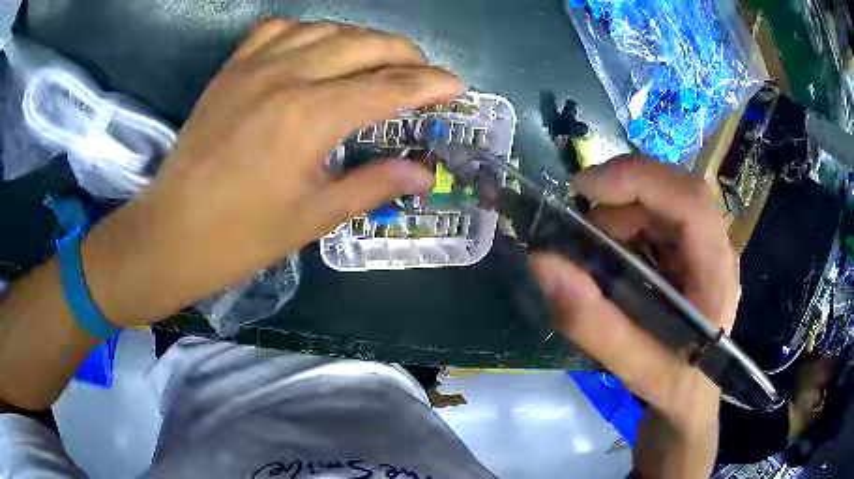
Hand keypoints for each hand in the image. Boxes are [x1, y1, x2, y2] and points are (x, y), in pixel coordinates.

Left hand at [80, 19, 462, 325]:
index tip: (456, 85)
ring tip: (378, 59)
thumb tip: (423, 173)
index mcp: (310, 117)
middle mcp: (286, 76)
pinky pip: (278, 29)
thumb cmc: (241, 237)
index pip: (390, 86)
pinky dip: (308, 31)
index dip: (430, 84)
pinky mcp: (231, 70)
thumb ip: (374, 185)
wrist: (171, 234)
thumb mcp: (314, 217)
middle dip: (406, 54)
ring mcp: (254, 67)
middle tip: (424, 73)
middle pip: (364, 45)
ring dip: (362, 39)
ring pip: (326, 29)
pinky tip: (316, 48)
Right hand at [531, 156, 738, 477]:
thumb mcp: (633, 367)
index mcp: (717, 274)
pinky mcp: (693, 248)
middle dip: (621, 197)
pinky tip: (614, 257)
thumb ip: (591, 323)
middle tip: (580, 229)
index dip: (639, 180)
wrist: (694, 394)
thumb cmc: (673, 385)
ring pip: (663, 197)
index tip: (583, 190)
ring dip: (621, 212)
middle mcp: (718, 247)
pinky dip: (626, 224)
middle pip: (674, 189)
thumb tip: (543, 262)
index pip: (690, 201)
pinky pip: (658, 214)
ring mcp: (707, 244)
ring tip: (596, 254)